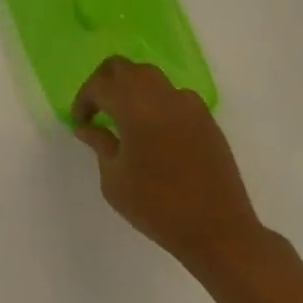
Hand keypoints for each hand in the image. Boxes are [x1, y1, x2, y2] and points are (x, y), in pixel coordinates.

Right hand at [71, 57, 265, 273]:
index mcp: (132, 108)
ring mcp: (187, 105)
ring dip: (132, 86)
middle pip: (122, 67)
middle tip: (98, 107)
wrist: (221, 235)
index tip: (81, 123)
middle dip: (104, 82)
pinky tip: (159, 127)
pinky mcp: (207, 120)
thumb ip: (100, 145)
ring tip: (127, 113)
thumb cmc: (159, 208)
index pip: (98, 86)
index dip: (84, 101)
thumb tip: (88, 128)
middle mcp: (159, 97)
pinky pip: (176, 95)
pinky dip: (160, 101)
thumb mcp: (114, 181)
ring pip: (150, 75)